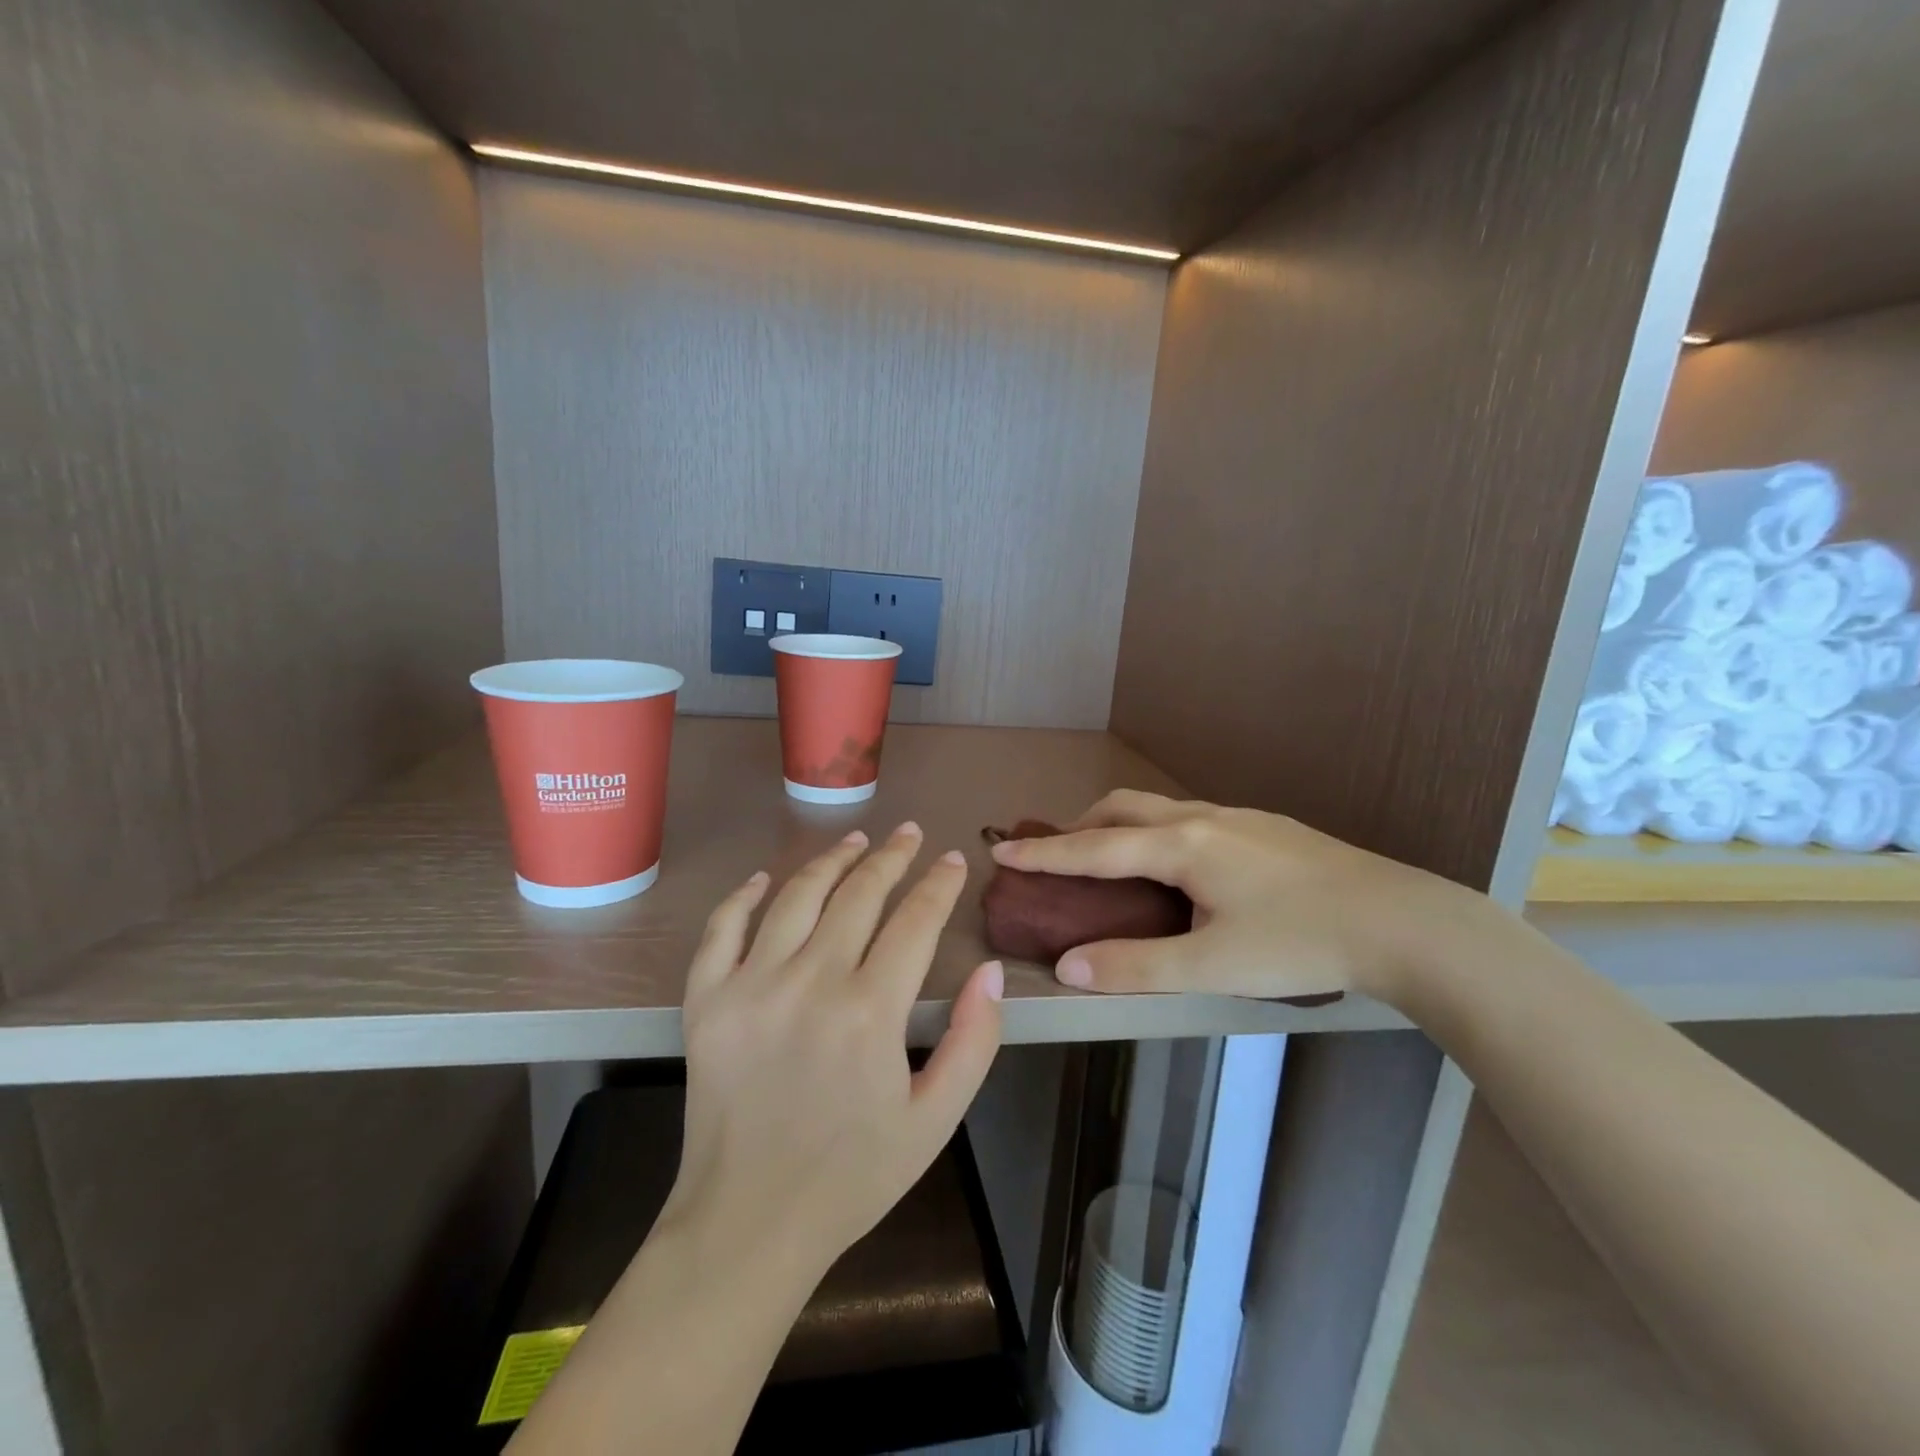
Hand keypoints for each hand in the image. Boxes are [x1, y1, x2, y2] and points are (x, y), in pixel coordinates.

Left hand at [662, 823, 1004, 1279]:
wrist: (748, 1224)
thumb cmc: (852, 1175)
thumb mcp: (935, 1120)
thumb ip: (974, 1041)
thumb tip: (991, 971)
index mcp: (870, 1012)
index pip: (915, 921)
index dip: (939, 884)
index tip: (953, 860)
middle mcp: (810, 983)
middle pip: (859, 894)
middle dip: (891, 857)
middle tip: (909, 834)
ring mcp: (751, 986)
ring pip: (796, 897)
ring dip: (831, 860)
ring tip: (855, 840)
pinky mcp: (706, 1001)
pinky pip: (722, 930)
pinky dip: (742, 897)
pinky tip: (763, 880)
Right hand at [988, 790, 1494, 1004]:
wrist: (1400, 921)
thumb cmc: (1298, 942)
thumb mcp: (1211, 965)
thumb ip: (1135, 966)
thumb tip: (1067, 967)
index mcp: (1181, 845)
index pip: (1094, 848)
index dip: (1045, 854)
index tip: (1002, 851)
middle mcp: (1202, 818)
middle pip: (1122, 808)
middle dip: (1081, 827)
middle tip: (1060, 858)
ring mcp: (1238, 817)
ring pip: (1158, 809)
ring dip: (1120, 826)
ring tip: (1113, 862)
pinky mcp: (1264, 826)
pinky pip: (1189, 817)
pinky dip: (1156, 831)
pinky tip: (1179, 867)